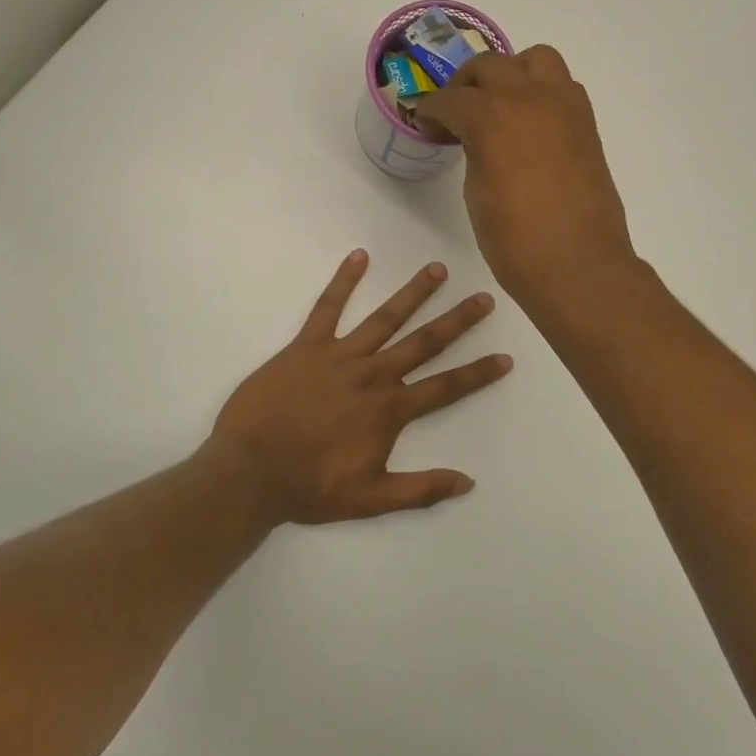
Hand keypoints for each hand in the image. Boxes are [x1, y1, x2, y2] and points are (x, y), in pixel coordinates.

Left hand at [203, 251, 511, 525]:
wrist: (250, 471)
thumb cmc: (309, 487)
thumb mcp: (370, 499)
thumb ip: (421, 489)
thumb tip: (468, 481)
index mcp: (389, 410)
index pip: (446, 387)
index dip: (478, 373)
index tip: (505, 357)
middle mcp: (372, 375)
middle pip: (424, 343)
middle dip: (457, 320)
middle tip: (484, 298)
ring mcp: (340, 356)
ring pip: (385, 318)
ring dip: (413, 293)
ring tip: (437, 269)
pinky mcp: (306, 346)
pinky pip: (327, 308)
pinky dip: (343, 281)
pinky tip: (359, 256)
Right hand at [414, 46, 636, 312]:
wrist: (578, 265)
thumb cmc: (516, 241)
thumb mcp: (477, 193)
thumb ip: (475, 151)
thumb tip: (479, 139)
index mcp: (491, 117)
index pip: (451, 98)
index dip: (431, 110)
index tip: (424, 122)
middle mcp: (529, 98)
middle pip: (489, 66)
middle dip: (465, 85)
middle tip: (455, 113)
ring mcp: (564, 106)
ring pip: (534, 59)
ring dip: (511, 74)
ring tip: (500, 105)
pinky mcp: (586, 123)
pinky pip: (561, 86)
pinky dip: (540, 92)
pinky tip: (529, 125)